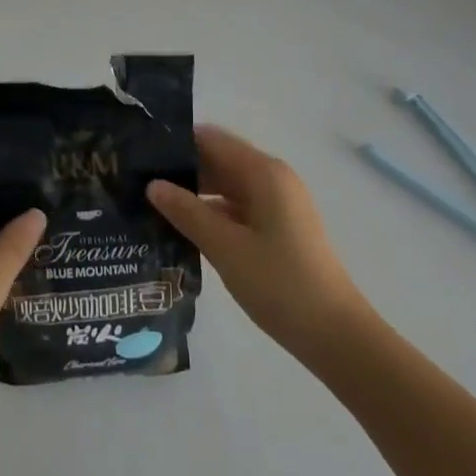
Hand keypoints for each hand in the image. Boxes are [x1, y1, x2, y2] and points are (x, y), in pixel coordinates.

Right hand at [149, 125, 373, 361]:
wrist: (337, 336)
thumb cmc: (280, 284)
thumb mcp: (225, 247)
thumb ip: (187, 212)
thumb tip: (152, 185)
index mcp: (263, 172)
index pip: (212, 139)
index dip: (176, 142)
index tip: (140, 153)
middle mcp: (273, 178)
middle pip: (220, 160)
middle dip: (182, 169)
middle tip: (139, 181)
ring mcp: (279, 204)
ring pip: (228, 185)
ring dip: (196, 193)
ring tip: (153, 204)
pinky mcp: (280, 227)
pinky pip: (239, 207)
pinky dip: (213, 212)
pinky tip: (185, 228)